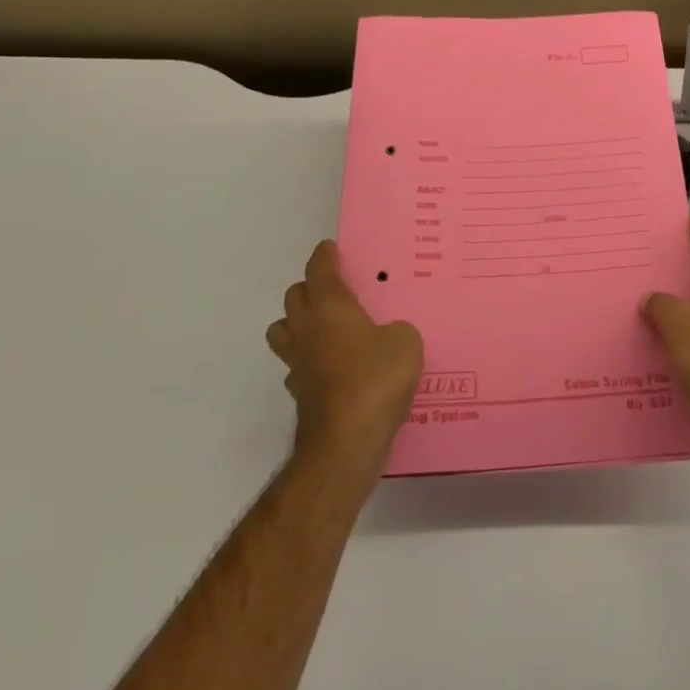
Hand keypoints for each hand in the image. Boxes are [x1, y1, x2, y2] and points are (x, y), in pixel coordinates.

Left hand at [266, 241, 423, 475]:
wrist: (346, 442)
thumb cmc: (376, 378)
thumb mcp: (405, 342)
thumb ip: (395, 330)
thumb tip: (386, 337)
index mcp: (329, 308)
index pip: (319, 271)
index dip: (324, 256)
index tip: (329, 248)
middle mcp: (307, 330)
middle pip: (294, 297)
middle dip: (310, 288)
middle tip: (334, 290)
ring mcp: (298, 364)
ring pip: (284, 331)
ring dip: (299, 323)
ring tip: (325, 328)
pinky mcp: (300, 394)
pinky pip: (298, 366)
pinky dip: (310, 361)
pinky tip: (333, 368)